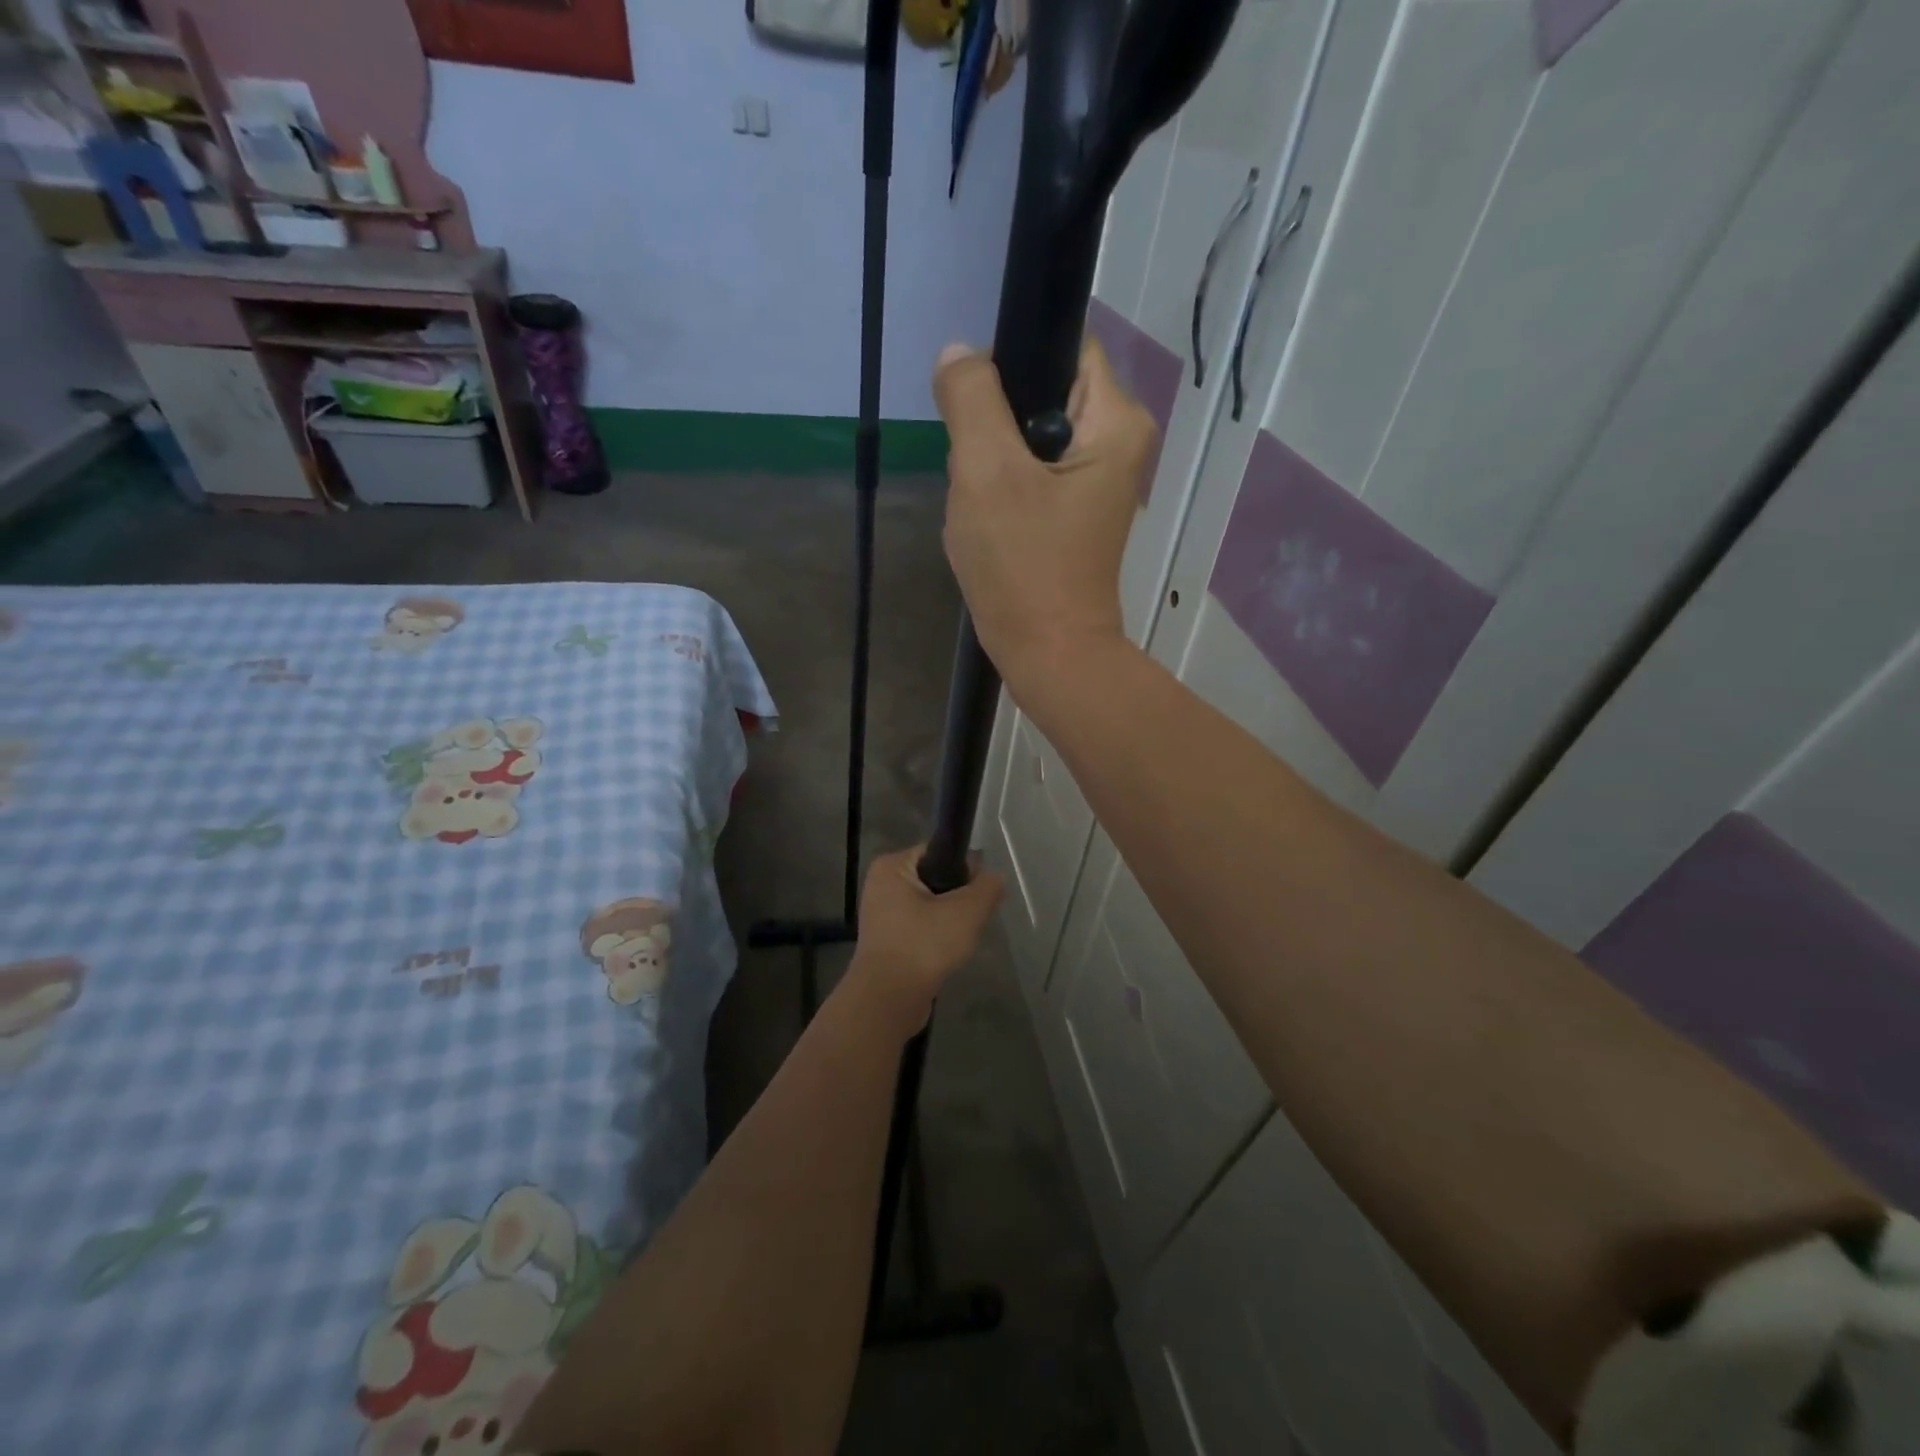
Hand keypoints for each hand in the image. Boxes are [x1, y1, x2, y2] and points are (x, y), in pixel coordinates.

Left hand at [848, 846, 1004, 1033]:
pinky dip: (935, 938)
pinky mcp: (885, 942)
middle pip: (934, 880)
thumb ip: (987, 888)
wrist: (888, 1001)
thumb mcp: (966, 911)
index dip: (964, 868)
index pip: (938, 852)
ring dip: (948, 921)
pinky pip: (919, 929)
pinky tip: (947, 954)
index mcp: (891, 866)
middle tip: (973, 919)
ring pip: (929, 907)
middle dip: (958, 898)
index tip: (981, 891)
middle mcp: (881, 885)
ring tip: (961, 939)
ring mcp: (880, 916)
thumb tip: (994, 877)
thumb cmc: (923, 945)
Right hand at [933, 339, 1157, 691]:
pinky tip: (989, 524)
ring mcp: (1095, 482)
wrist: (1048, 654)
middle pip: (1040, 394)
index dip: (1012, 361)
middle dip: (995, 425)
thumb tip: (960, 353)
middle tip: (976, 471)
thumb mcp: (986, 472)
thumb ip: (971, 399)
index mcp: (1115, 421)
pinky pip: (1028, 477)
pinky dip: (1001, 493)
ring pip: (1026, 439)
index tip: (976, 404)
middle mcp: (1117, 444)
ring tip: (982, 504)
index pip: (1063, 346)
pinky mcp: (1073, 514)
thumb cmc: (1023, 565)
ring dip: (992, 463)